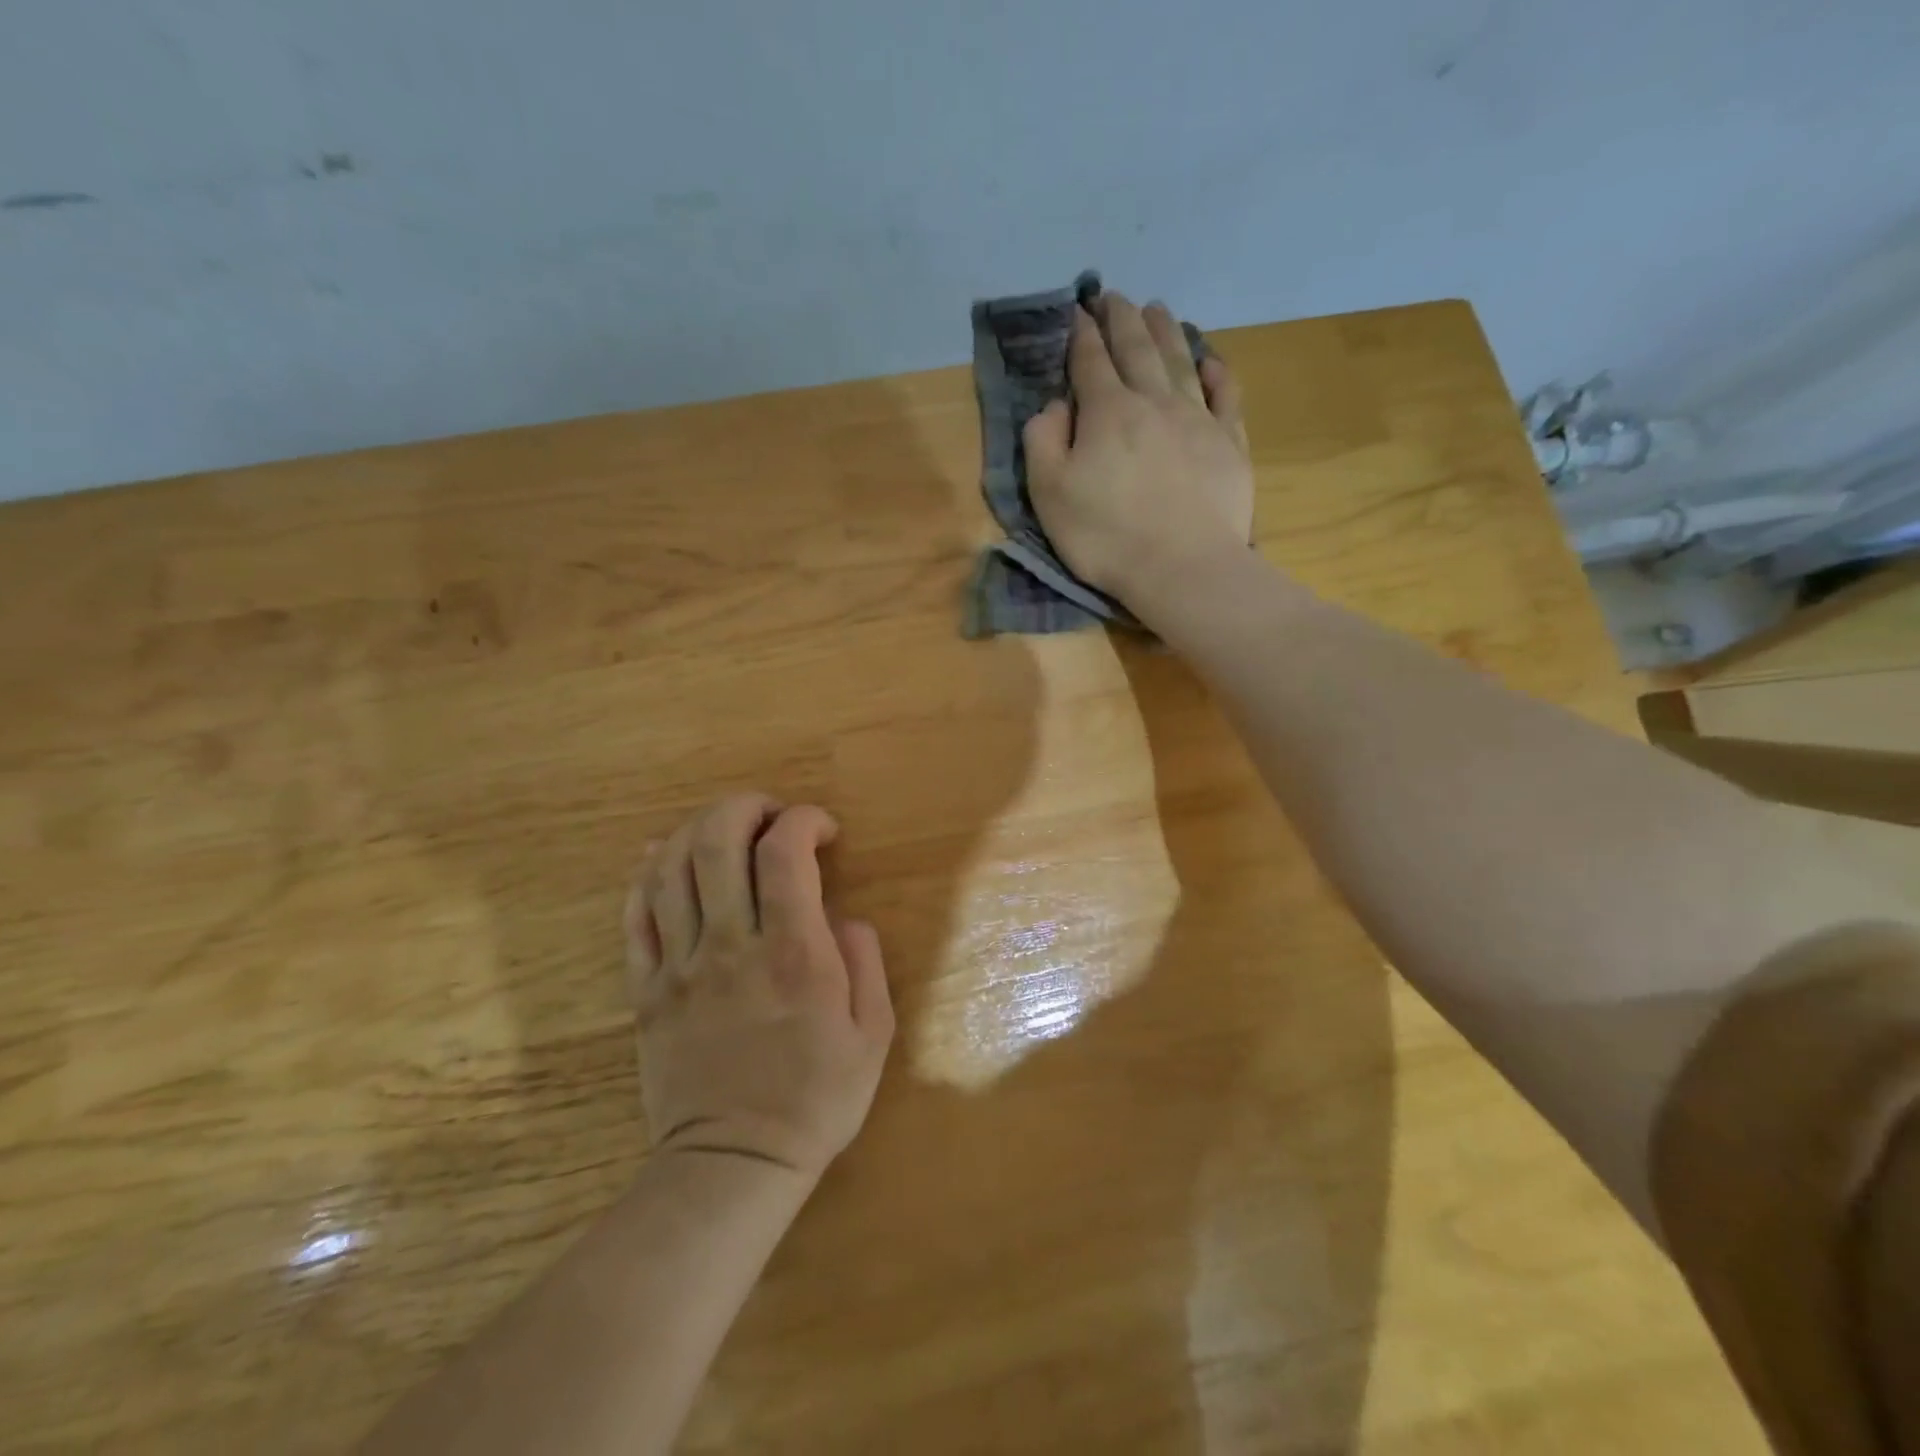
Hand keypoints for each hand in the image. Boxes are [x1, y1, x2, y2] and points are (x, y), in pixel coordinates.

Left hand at [624, 795, 894, 1180]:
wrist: (733, 1165)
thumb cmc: (814, 1099)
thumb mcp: (873, 1035)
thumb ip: (865, 962)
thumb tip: (843, 916)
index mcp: (794, 954)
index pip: (785, 852)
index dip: (803, 820)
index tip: (822, 828)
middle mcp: (731, 945)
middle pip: (717, 841)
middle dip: (744, 807)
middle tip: (769, 814)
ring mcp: (681, 966)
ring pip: (670, 867)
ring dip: (696, 829)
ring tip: (724, 830)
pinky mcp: (647, 989)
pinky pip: (635, 914)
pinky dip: (647, 872)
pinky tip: (664, 856)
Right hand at [1023, 292, 1253, 605]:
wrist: (1182, 567)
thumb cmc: (1105, 536)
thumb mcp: (1049, 494)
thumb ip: (1043, 441)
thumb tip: (1056, 404)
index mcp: (1107, 412)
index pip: (1090, 361)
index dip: (1081, 334)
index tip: (1077, 312)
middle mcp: (1154, 402)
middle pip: (1137, 348)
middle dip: (1122, 319)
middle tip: (1113, 296)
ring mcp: (1197, 420)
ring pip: (1180, 361)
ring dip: (1167, 331)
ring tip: (1157, 308)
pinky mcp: (1229, 444)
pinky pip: (1225, 395)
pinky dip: (1217, 372)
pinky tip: (1210, 360)